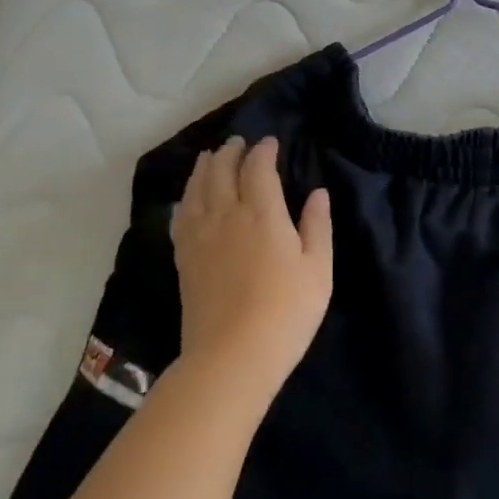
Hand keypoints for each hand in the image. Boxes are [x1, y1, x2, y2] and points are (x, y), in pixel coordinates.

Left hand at [171, 137, 332, 407]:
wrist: (232, 356)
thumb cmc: (286, 312)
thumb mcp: (317, 269)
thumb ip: (317, 226)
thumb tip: (317, 193)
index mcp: (262, 214)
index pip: (258, 168)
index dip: (263, 151)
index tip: (269, 143)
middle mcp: (226, 215)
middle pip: (222, 171)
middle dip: (230, 152)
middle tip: (237, 143)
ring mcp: (200, 235)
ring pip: (197, 188)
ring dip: (205, 167)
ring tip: (210, 157)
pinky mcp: (184, 257)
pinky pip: (181, 214)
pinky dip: (186, 196)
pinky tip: (189, 197)